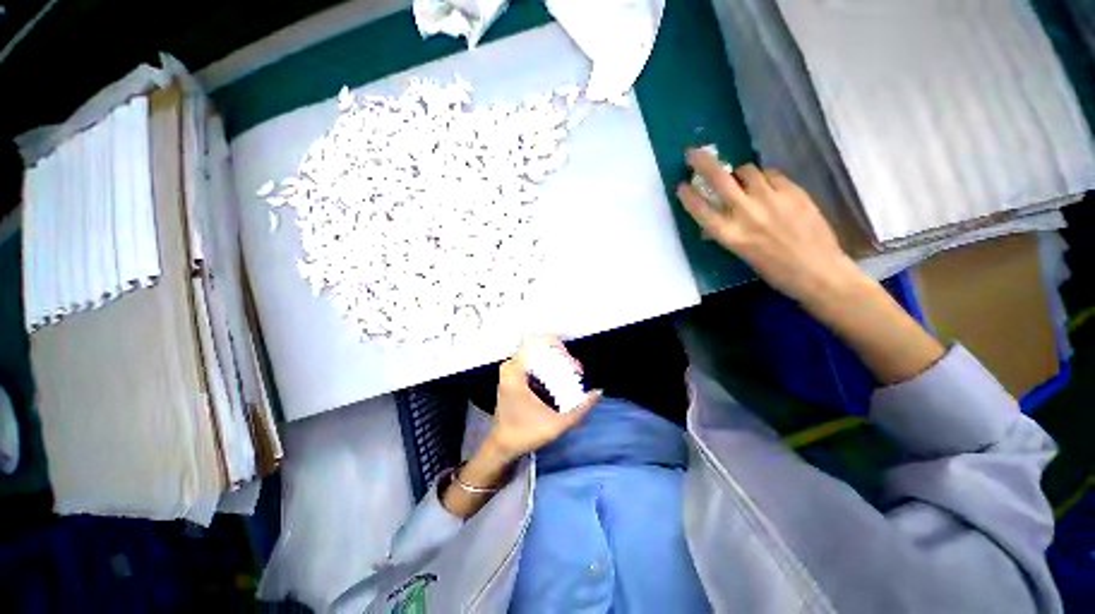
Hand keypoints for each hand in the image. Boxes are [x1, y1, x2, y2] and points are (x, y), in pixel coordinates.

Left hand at [485, 338, 601, 461]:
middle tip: (576, 370)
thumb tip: (598, 391)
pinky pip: (533, 362)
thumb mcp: (556, 424)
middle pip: (540, 348)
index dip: (560, 350)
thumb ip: (580, 410)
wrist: (502, 447)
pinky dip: (548, 366)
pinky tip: (560, 377)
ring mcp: (510, 370)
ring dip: (556, 360)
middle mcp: (510, 366)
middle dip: (562, 356)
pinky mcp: (513, 376)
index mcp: (515, 372)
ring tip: (572, 372)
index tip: (574, 366)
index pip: (539, 345)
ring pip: (537, 354)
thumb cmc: (525, 434)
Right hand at [678, 149, 943, 383]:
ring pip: (747, 171)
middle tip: (693, 153)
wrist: (819, 271)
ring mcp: (771, 199)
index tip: (681, 185)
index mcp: (730, 235)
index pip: (700, 209)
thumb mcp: (742, 254)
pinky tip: (767, 187)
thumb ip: (729, 232)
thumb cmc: (775, 270)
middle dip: (702, 162)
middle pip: (719, 179)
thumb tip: (719, 216)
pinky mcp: (793, 191)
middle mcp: (746, 213)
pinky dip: (764, 177)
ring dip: (739, 173)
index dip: (688, 196)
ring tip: (743, 180)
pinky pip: (771, 174)